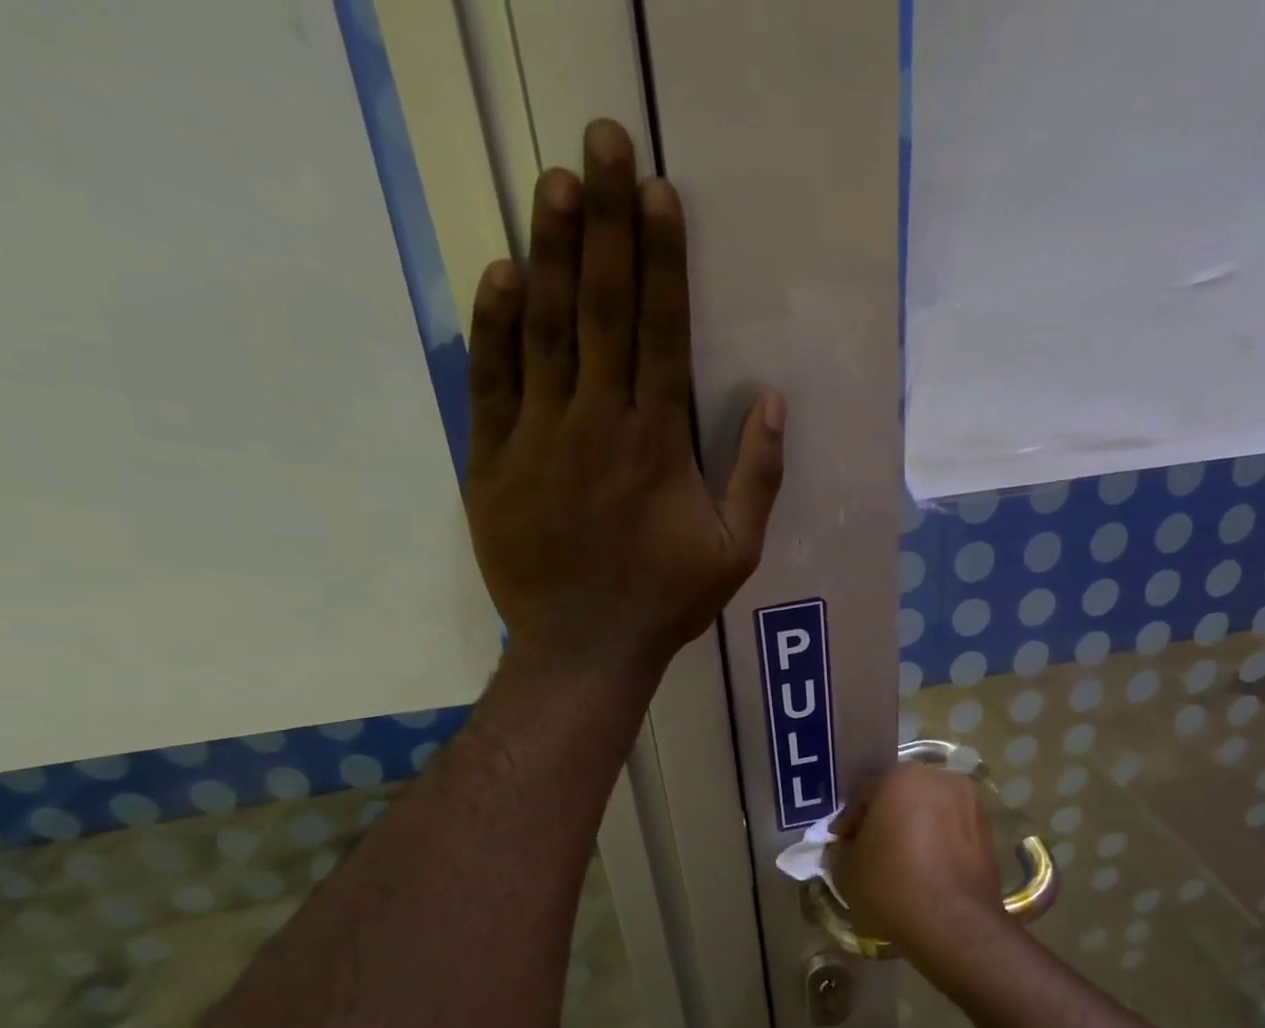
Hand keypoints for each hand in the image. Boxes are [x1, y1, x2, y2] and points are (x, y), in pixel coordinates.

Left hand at [465, 119, 784, 676]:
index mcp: (658, 444)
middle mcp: (599, 425)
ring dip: (552, 253)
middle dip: (605, 221)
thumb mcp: (735, 553)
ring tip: (554, 183)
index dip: (661, 258)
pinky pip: (491, 384)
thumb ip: (758, 476)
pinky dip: (495, 328)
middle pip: (603, 309)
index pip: (662, 331)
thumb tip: (773, 401)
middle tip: (600, 141)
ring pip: (545, 331)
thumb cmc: (665, 603)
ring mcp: (539, 440)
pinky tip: (502, 273)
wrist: (584, 649)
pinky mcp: (493, 463)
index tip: (656, 191)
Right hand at [828, 764, 1006, 952]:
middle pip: (900, 799)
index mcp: (902, 777)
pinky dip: (936, 846)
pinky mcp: (988, 833)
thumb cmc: (891, 885)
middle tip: (868, 853)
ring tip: (899, 865)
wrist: (954, 924)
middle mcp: (941, 780)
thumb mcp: (845, 869)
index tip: (841, 846)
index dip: (849, 823)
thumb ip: (840, 850)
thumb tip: (845, 848)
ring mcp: (971, 805)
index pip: (864, 796)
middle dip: (884, 822)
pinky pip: (951, 834)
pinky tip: (924, 873)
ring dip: (913, 833)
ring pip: (929, 815)